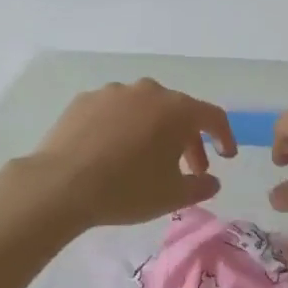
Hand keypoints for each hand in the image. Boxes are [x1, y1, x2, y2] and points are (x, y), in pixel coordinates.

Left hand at [27, 80, 236, 228]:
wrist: (61, 185)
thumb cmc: (126, 189)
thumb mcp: (172, 196)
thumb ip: (200, 187)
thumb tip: (211, 181)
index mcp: (176, 109)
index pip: (213, 116)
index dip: (224, 137)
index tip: (226, 157)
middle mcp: (148, 91)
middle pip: (178, 112)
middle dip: (188, 141)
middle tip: (189, 170)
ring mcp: (113, 92)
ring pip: (145, 109)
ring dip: (154, 131)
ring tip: (148, 160)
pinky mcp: (84, 100)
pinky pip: (115, 112)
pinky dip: (123, 128)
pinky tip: (113, 152)